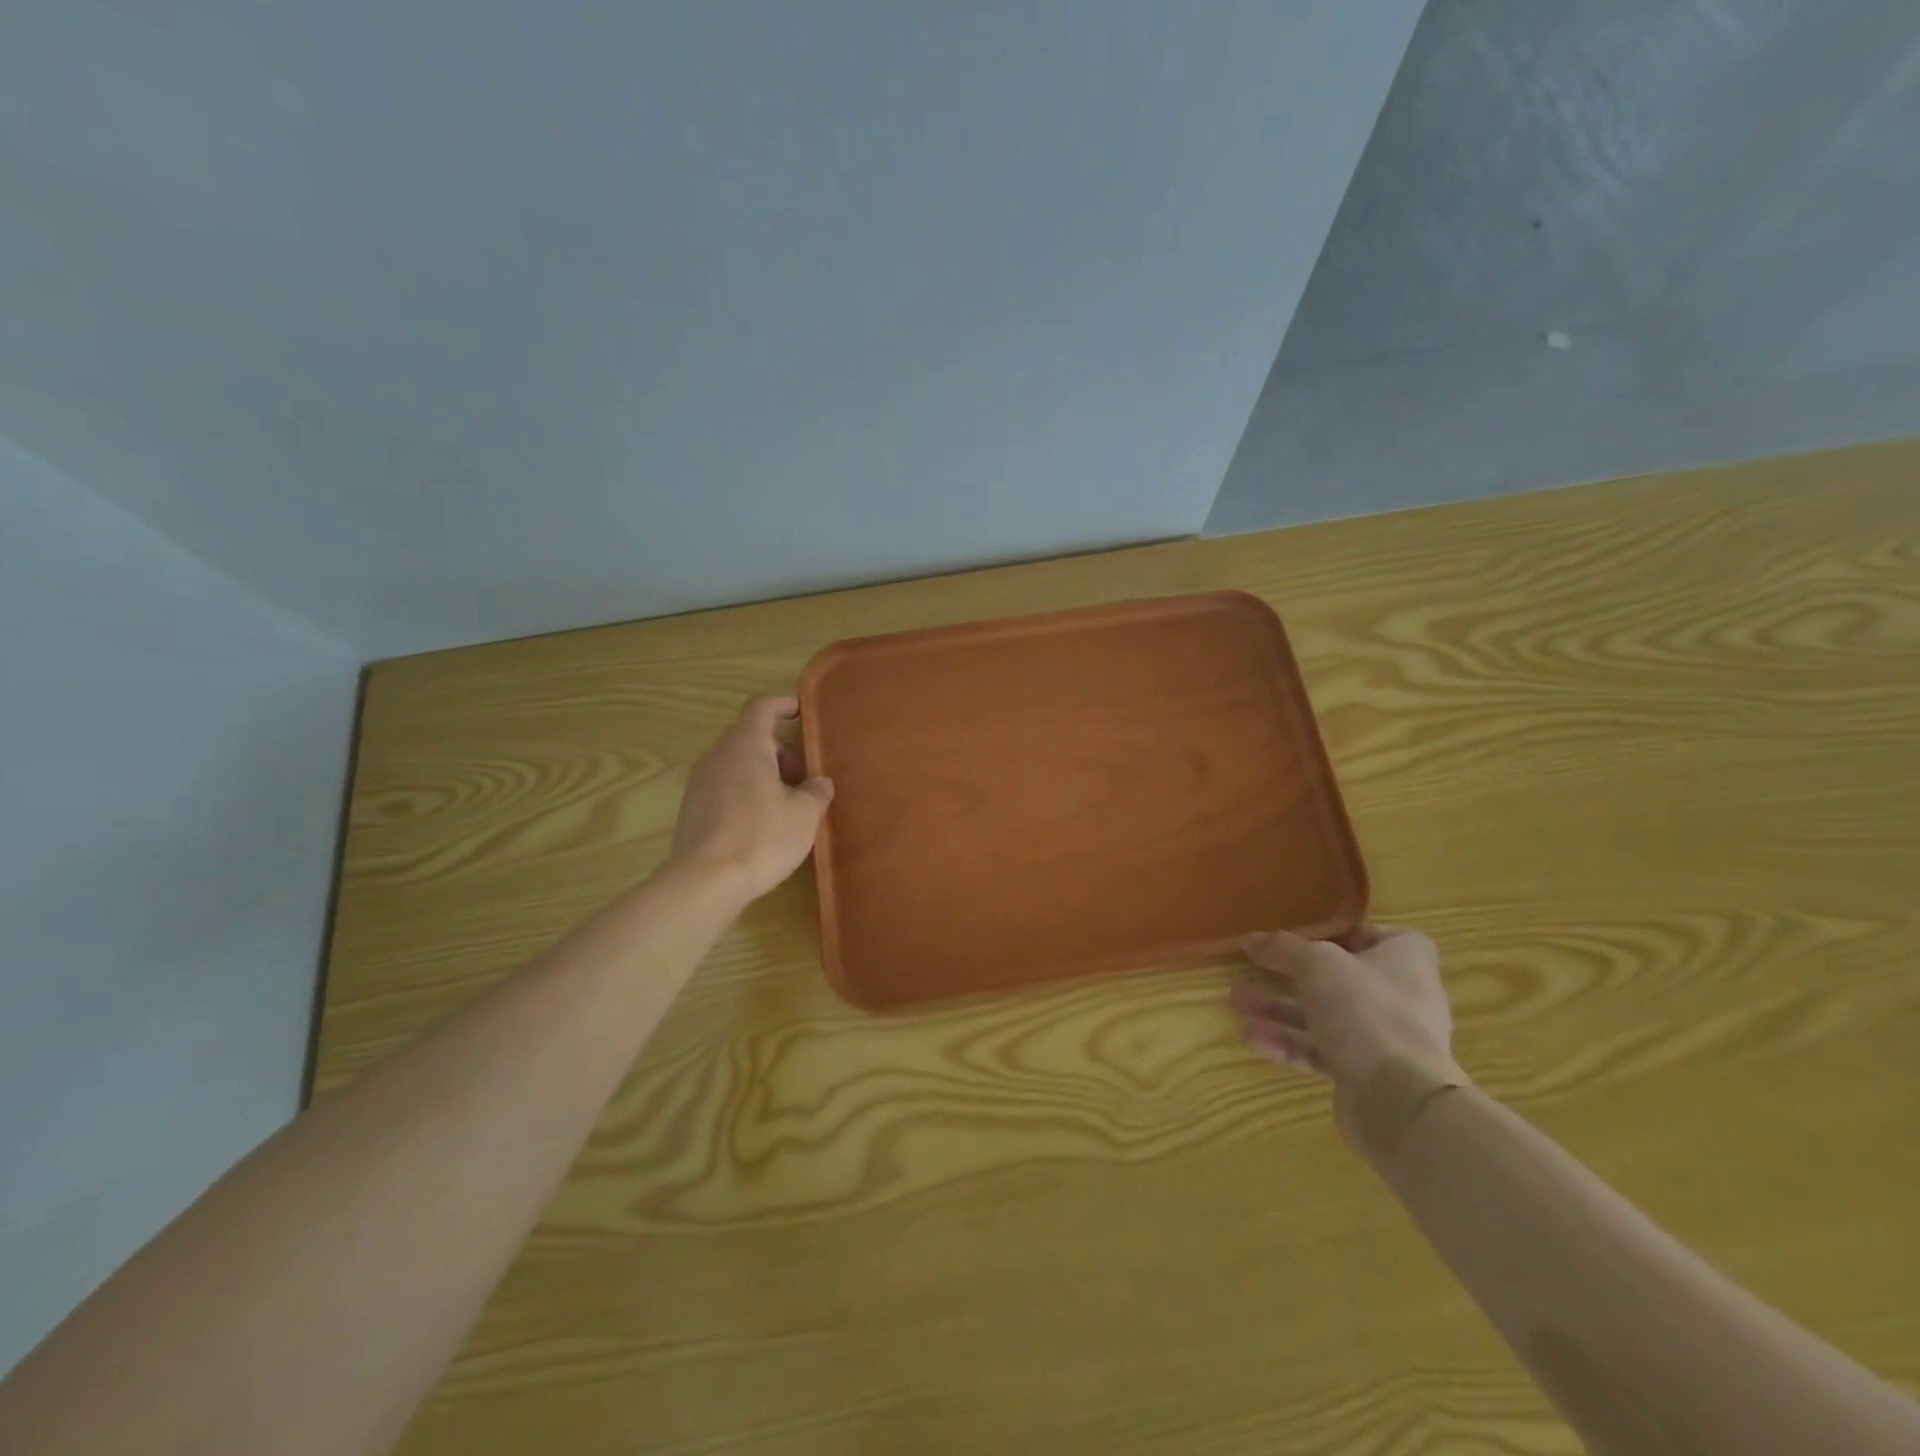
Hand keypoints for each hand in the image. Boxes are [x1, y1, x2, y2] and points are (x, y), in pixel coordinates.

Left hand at [667, 695, 833, 902]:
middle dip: (781, 751)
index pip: (762, 707)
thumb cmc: (761, 837)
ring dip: (765, 774)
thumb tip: (819, 782)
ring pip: (738, 764)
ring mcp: (700, 783)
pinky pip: (726, 788)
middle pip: (751, 738)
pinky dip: (747, 793)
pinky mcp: (693, 810)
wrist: (705, 882)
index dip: (784, 704)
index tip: (802, 711)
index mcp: (745, 745)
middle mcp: (717, 756)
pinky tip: (764, 824)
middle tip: (806, 776)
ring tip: (789, 803)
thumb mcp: (805, 814)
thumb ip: (817, 791)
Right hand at [1229, 925, 1461, 1135]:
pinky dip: (1288, 1044)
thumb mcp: (1315, 963)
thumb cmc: (1365, 1008)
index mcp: (1405, 962)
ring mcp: (1383, 1040)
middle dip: (1288, 976)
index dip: (1347, 933)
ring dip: (1278, 1010)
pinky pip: (1320, 1052)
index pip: (1382, 937)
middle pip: (1338, 978)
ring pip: (1323, 1017)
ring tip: (1237, 1004)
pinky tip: (1254, 1039)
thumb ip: (1281, 947)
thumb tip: (1250, 940)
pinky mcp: (1364, 1075)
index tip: (1309, 935)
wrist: (1398, 1099)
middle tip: (1250, 971)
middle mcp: (1399, 998)